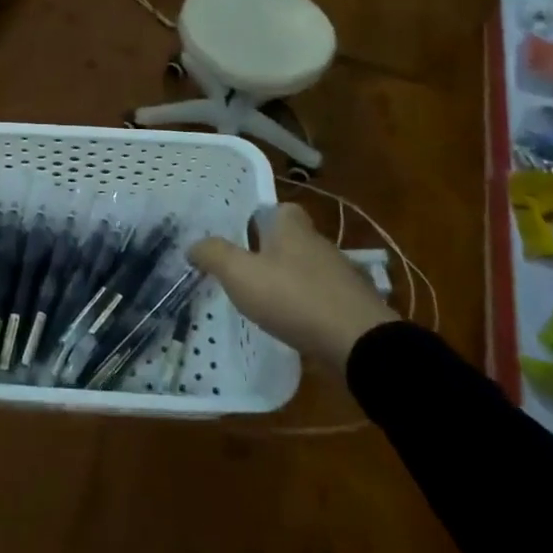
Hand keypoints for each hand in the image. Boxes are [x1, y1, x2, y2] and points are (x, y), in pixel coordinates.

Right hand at [188, 204, 396, 365]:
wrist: (360, 344)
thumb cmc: (294, 297)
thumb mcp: (241, 274)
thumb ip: (214, 255)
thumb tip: (193, 244)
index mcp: (293, 228)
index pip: (279, 208)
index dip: (260, 217)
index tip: (241, 234)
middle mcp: (319, 243)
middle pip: (292, 238)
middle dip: (270, 250)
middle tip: (244, 268)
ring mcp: (339, 275)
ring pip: (306, 268)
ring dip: (288, 280)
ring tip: (263, 299)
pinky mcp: (351, 306)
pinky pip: (321, 297)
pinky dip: (306, 305)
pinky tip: (291, 322)